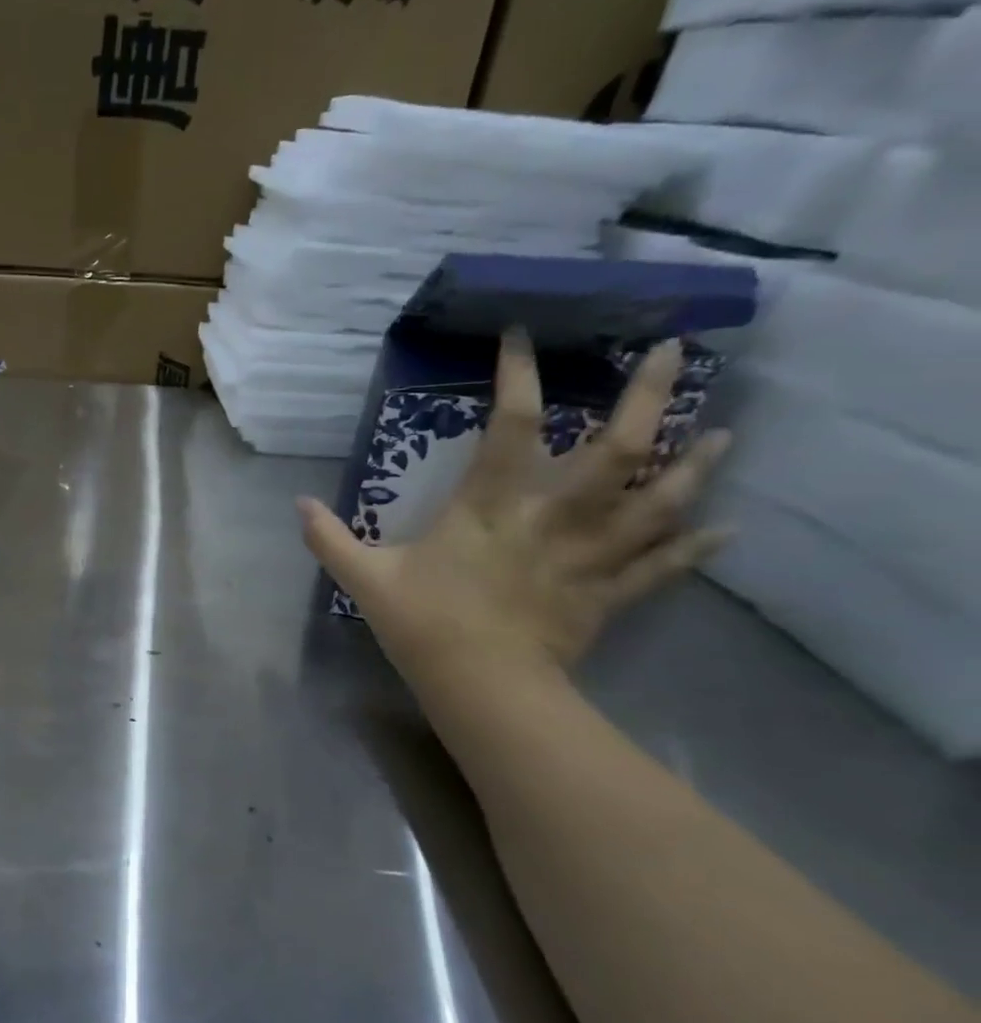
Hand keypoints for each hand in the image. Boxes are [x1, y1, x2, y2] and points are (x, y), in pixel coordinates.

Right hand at [298, 333, 731, 679]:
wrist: (482, 686)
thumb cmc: (423, 623)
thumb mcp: (365, 577)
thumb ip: (329, 538)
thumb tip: (295, 503)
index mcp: (490, 507)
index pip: (511, 427)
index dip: (517, 376)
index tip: (522, 336)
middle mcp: (552, 518)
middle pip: (616, 451)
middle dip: (647, 398)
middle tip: (674, 354)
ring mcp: (589, 555)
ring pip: (659, 502)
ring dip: (695, 465)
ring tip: (723, 432)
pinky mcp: (609, 593)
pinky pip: (662, 566)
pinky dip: (696, 546)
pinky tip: (727, 528)